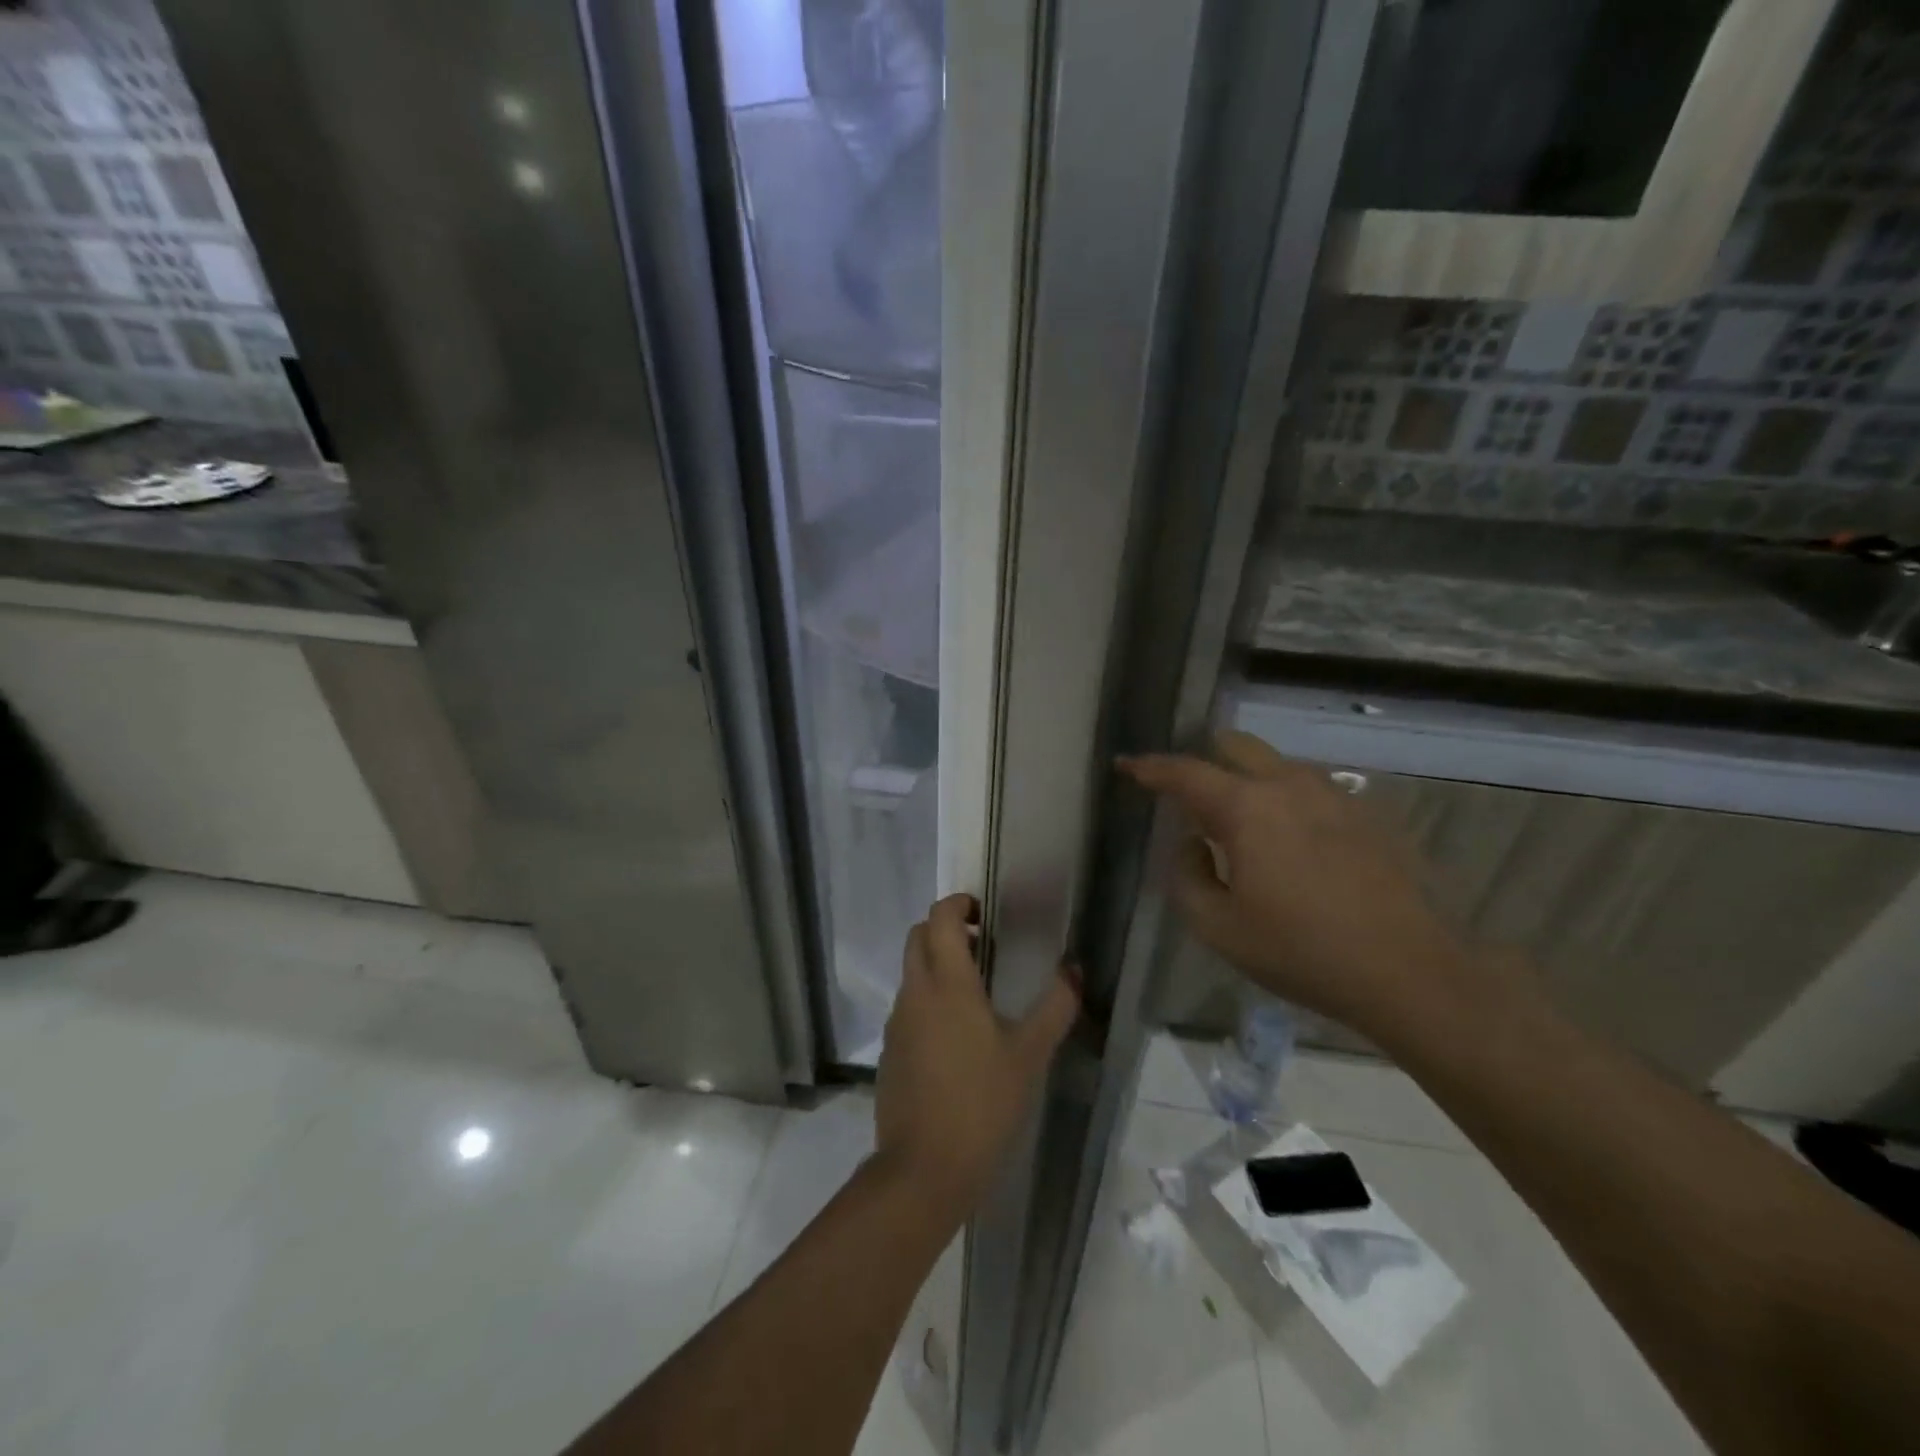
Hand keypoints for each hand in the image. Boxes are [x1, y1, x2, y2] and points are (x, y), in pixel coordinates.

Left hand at [874, 894, 1080, 1226]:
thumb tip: (1074, 969)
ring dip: (936, 966)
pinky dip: (927, 1000)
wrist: (923, 1169)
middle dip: (945, 929)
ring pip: (911, 973)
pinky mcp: (889, 1051)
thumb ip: (1055, 1006)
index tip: (983, 912)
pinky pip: (907, 1008)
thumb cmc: (982, 1103)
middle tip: (982, 946)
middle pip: (918, 937)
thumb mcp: (1030, 1054)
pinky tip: (955, 1037)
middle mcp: (915, 992)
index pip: (940, 918)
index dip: (958, 903)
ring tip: (975, 993)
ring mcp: (896, 1022)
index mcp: (947, 983)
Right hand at [1120, 732, 1477, 1045]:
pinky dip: (1282, 797)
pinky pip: (1308, 788)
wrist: (1409, 972)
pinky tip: (1288, 840)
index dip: (1150, 768)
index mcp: (1247, 808)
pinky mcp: (1365, 814)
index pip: (1185, 772)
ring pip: (1275, 764)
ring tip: (1237, 822)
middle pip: (1235, 746)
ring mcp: (1333, 795)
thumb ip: (1186, 877)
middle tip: (1187, 795)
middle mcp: (1289, 785)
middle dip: (1203, 760)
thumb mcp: (1218, 928)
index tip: (1126, 765)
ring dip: (1246, 779)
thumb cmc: (1301, 951)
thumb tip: (1191, 844)